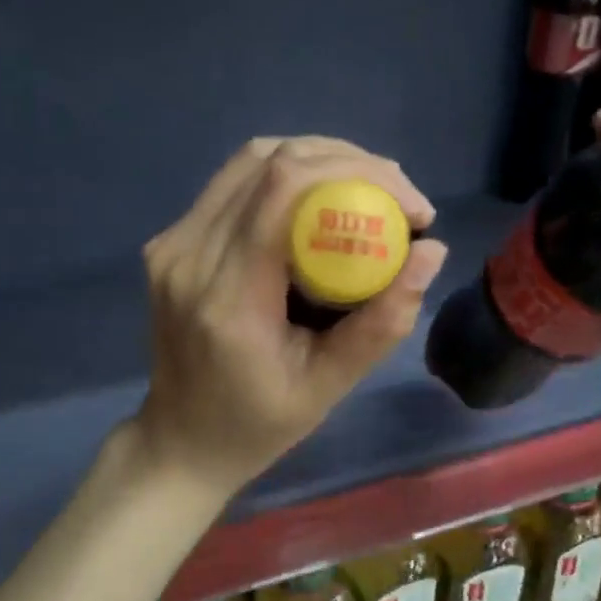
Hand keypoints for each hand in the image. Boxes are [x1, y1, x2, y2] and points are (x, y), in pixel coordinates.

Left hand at [131, 137, 448, 496]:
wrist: (181, 440)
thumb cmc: (256, 425)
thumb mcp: (327, 388)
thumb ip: (380, 323)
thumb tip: (431, 251)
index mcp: (227, 297)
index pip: (284, 189)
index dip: (358, 173)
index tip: (413, 206)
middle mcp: (188, 256)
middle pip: (268, 161)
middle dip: (347, 161)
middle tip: (398, 196)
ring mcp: (171, 244)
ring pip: (248, 161)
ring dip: (316, 160)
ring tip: (367, 190)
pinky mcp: (169, 242)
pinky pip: (232, 185)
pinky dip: (284, 179)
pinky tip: (320, 203)